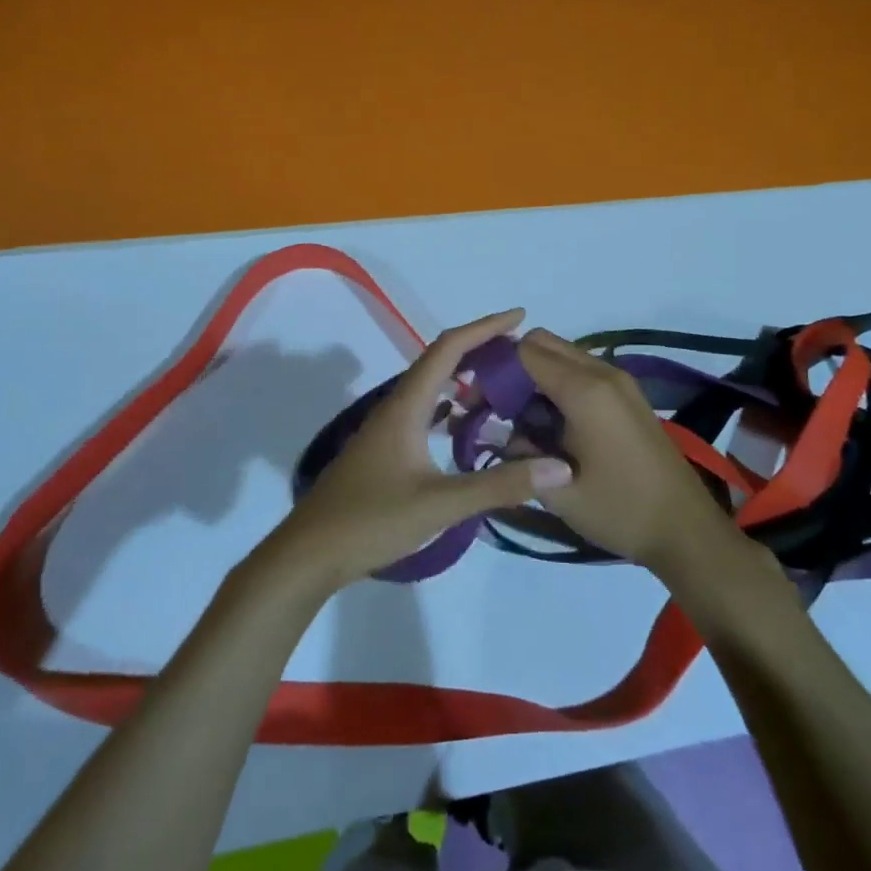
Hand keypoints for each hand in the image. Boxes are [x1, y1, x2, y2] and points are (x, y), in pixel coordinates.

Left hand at [259, 310, 573, 594]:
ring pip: (431, 389)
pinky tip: (467, 428)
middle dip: (480, 350)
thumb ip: (500, 485)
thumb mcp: (441, 505)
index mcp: (407, 406)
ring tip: (503, 386)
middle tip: (521, 354)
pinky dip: (450, 409)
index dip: (484, 328)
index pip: (449, 349)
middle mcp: (396, 407)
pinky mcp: (385, 450)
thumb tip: (560, 467)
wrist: (310, 553)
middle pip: (440, 362)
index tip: (520, 317)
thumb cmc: (372, 520)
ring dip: (465, 379)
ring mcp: (388, 429)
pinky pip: (424, 414)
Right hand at [515, 328, 743, 575]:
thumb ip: (520, 453)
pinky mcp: (629, 395)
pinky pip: (584, 371)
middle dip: (516, 368)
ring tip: (530, 423)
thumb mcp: (557, 491)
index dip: (497, 369)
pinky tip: (558, 428)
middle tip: (502, 409)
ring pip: (564, 356)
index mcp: (584, 390)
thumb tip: (508, 433)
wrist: (685, 529)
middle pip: (544, 343)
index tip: (483, 401)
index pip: (525, 351)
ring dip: (540, 377)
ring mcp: (620, 381)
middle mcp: (603, 372)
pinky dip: (561, 385)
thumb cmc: (619, 510)